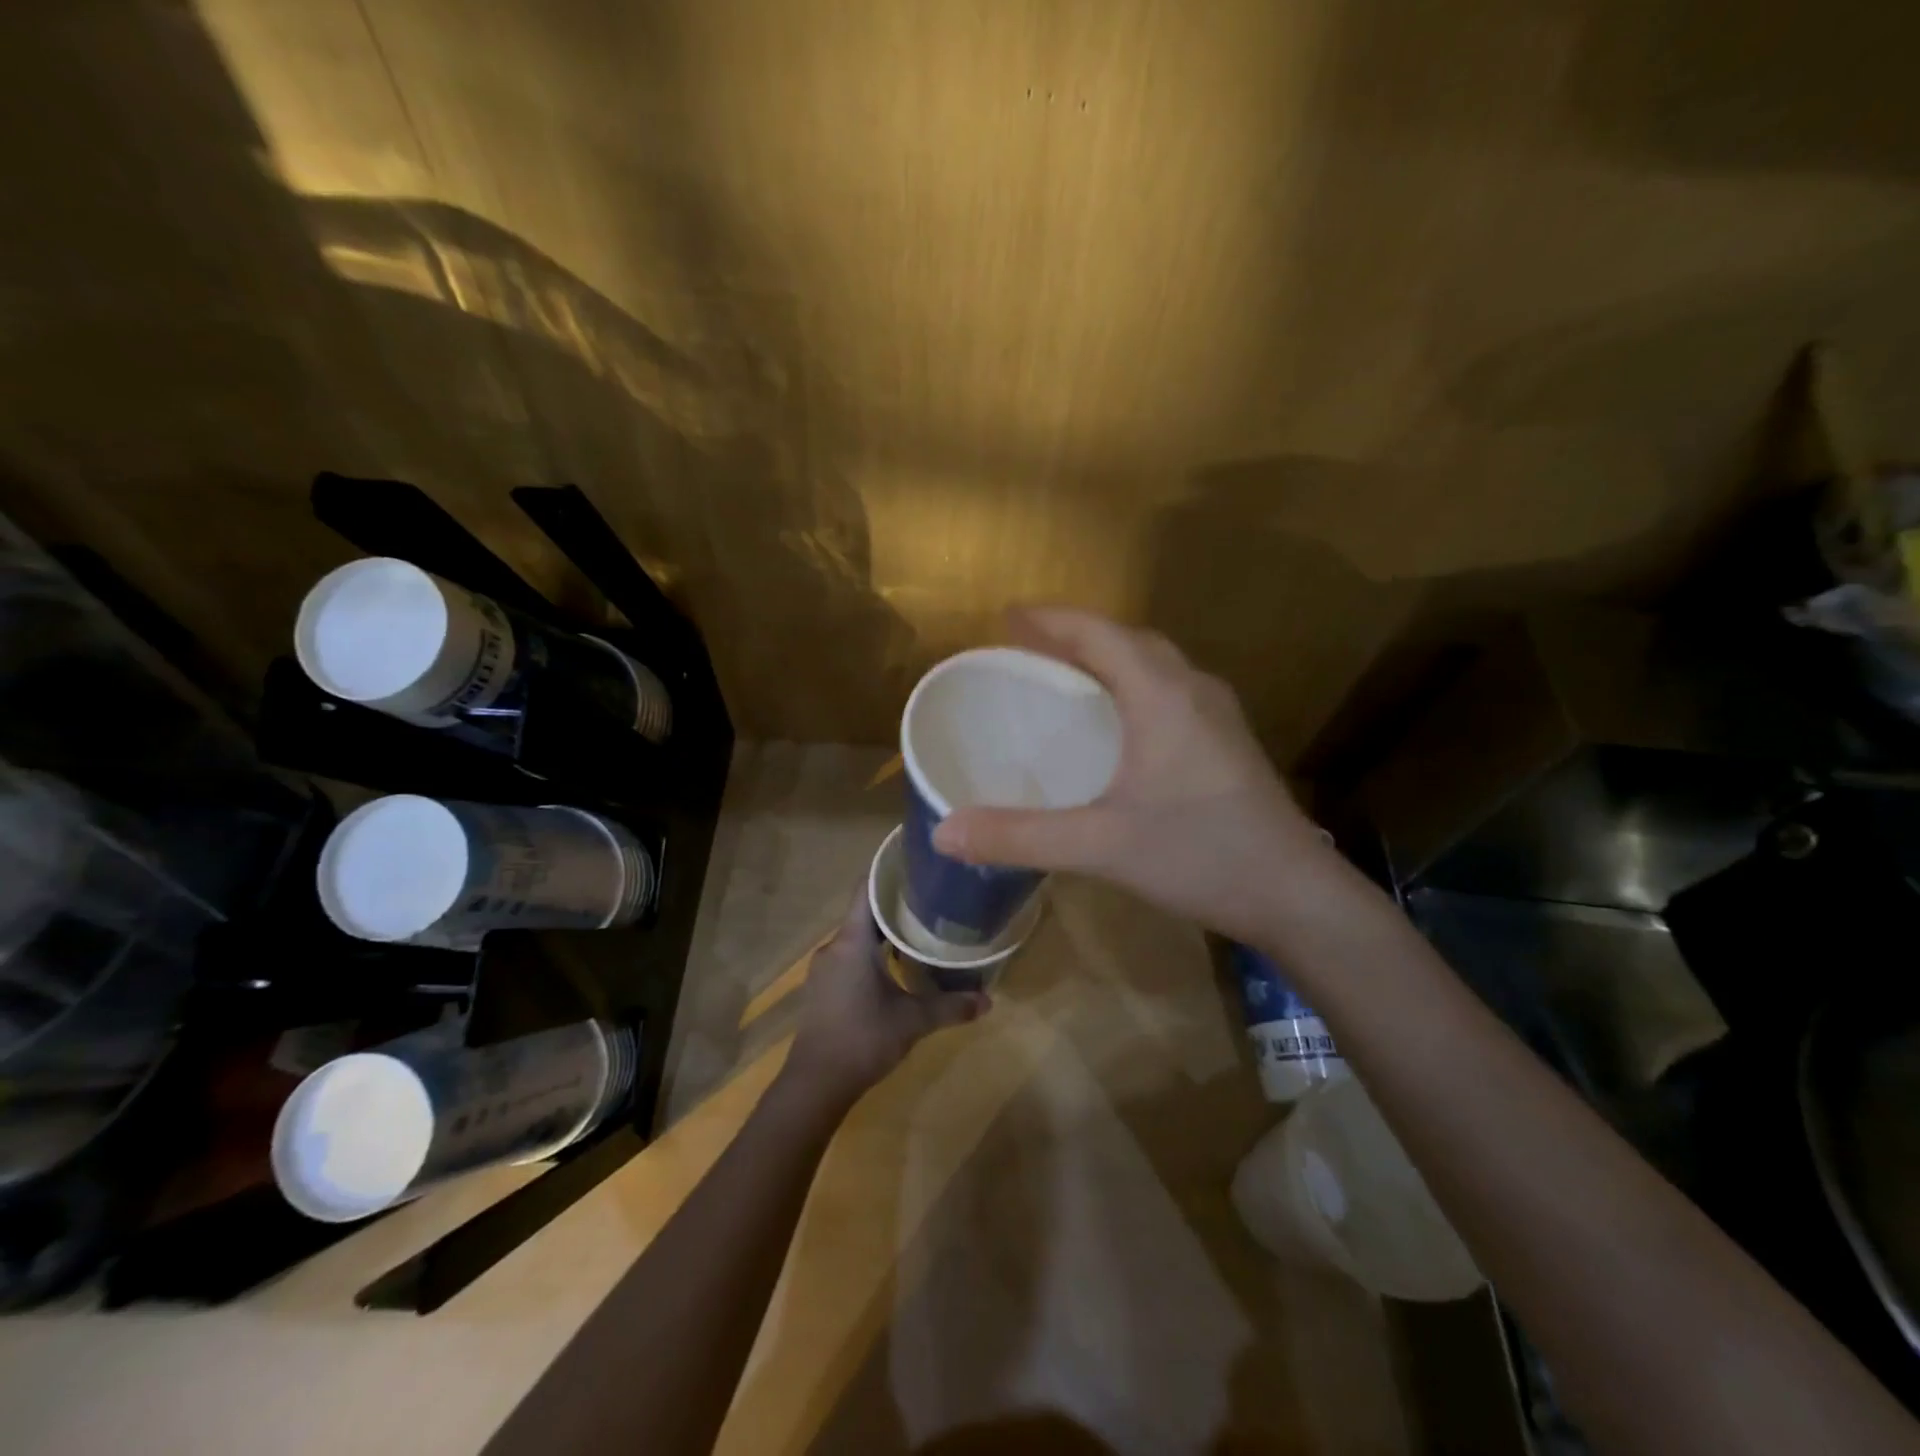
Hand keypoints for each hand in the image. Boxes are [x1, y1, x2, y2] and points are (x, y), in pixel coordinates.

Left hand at [782, 891, 989, 1110]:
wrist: (815, 1084)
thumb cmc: (863, 1039)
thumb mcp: (913, 1022)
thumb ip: (950, 1007)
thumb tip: (988, 1000)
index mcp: (853, 941)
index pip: (866, 889)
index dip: (888, 871)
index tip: (914, 861)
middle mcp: (835, 946)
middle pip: (865, 911)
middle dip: (896, 903)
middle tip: (931, 896)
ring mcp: (826, 968)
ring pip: (858, 936)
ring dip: (885, 930)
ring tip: (920, 927)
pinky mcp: (824, 987)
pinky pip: (851, 955)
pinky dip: (873, 951)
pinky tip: (897, 963)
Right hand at [932, 607, 1334, 942]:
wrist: (1296, 896)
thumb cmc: (1200, 856)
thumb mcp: (1101, 846)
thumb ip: (1021, 836)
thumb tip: (945, 832)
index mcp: (1162, 695)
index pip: (1099, 633)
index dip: (1051, 619)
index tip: (1006, 617)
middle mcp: (1193, 691)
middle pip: (1128, 640)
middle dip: (1076, 633)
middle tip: (1029, 645)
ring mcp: (1218, 716)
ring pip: (1155, 664)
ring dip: (1108, 656)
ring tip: (1065, 673)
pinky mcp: (1227, 742)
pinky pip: (1170, 690)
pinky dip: (1132, 685)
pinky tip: (1118, 722)